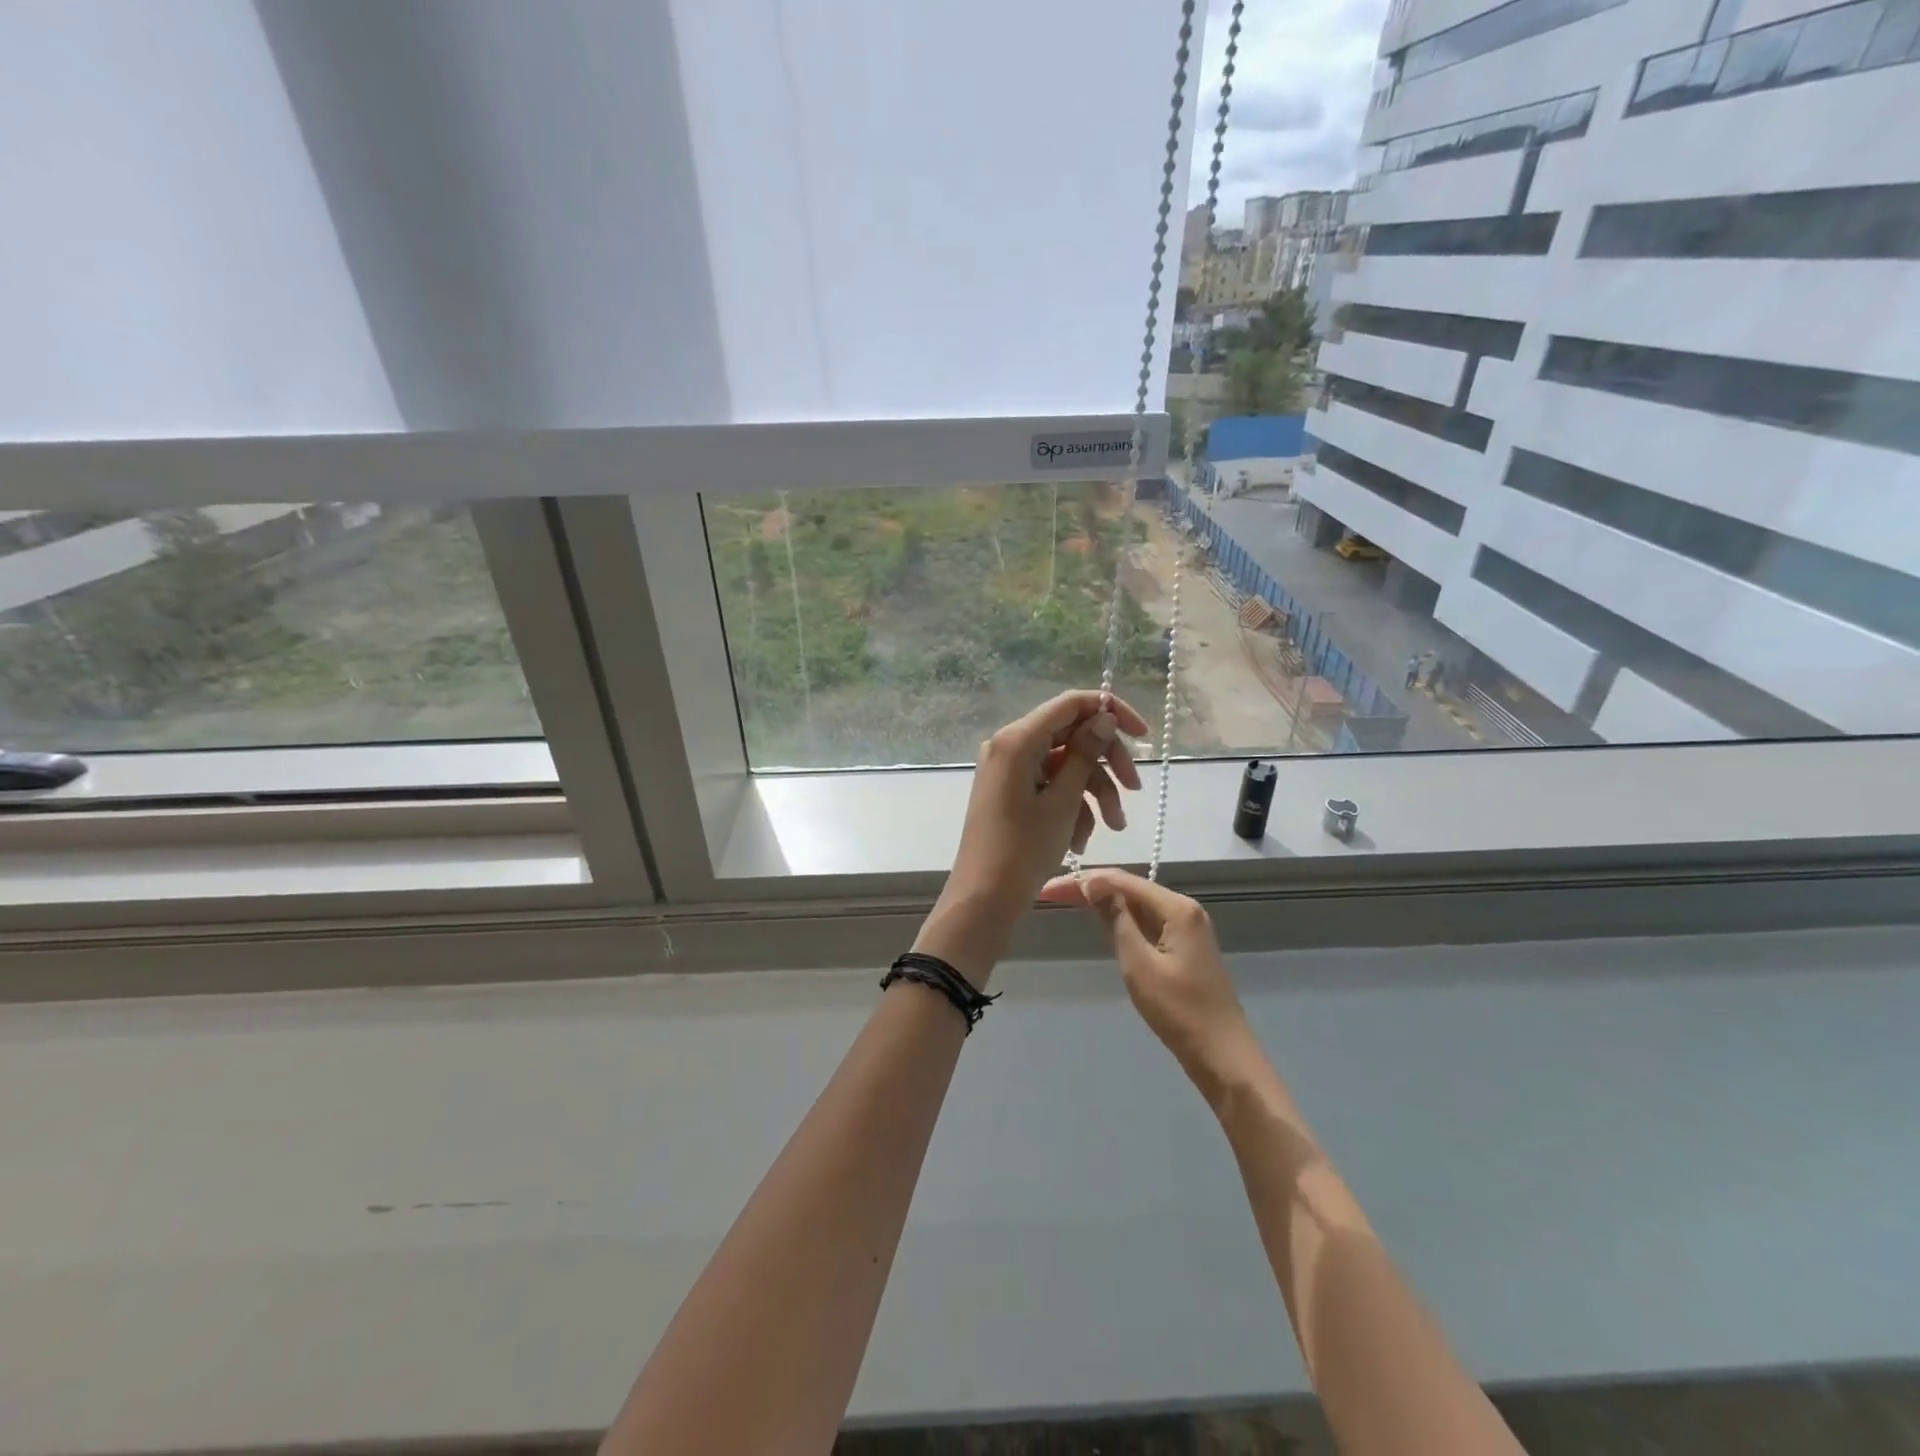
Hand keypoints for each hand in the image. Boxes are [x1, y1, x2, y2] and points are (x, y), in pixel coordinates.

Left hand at [915, 690, 1148, 984]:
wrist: (984, 898)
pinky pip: (1050, 785)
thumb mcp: (1063, 801)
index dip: (1110, 711)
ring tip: (1112, 827)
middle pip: (1072, 736)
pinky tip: (1080, 840)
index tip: (1143, 735)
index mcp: (1017, 739)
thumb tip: (1102, 717)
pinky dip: (1070, 806)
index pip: (1071, 704)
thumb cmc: (1023, 849)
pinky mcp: (1011, 790)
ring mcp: (1009, 769)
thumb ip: (1085, 754)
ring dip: (1093, 793)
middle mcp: (1010, 745)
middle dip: (1106, 764)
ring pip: (1065, 765)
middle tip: (1134, 790)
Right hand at [1041, 868, 1264, 1103]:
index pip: (1122, 881)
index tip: (1050, 889)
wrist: (1223, 1055)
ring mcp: (1187, 928)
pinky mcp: (1185, 947)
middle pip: (1130, 889)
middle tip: (1052, 894)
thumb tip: (1094, 885)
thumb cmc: (1178, 1011)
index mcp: (1177, 908)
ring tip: (1068, 901)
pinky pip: (1148, 922)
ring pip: (1138, 905)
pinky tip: (1101, 921)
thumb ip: (1116, 920)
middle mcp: (1184, 909)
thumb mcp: (1139, 964)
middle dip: (1091, 888)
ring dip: (1104, 902)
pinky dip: (1122, 919)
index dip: (1084, 881)